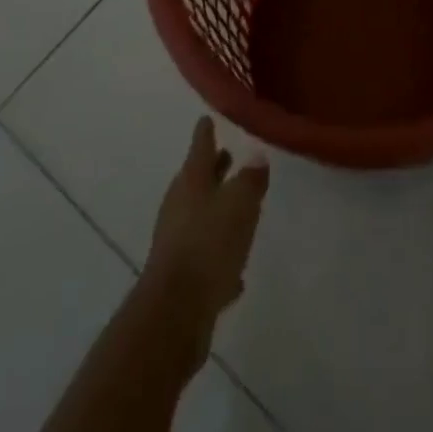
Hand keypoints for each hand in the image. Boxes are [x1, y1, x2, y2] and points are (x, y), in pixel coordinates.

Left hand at [142, 117, 269, 339]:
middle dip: (213, 169)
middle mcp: (180, 206)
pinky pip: (203, 258)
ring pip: (199, 217)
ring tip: (235, 208)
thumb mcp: (240, 204)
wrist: (174, 314)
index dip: (206, 131)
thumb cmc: (208, 245)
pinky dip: (217, 256)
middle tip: (227, 156)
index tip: (207, 118)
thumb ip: (251, 180)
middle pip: (197, 180)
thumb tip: (257, 157)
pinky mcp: (180, 278)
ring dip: (215, 210)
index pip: (201, 146)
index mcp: (192, 181)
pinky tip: (235, 272)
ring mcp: (176, 242)